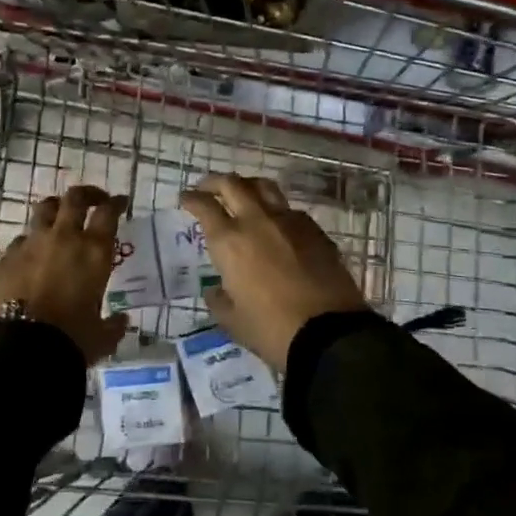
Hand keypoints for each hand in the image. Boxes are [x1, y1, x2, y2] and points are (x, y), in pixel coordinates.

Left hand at [0, 185, 129, 363]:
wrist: (19, 347)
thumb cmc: (70, 339)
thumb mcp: (100, 337)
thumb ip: (113, 326)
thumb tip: (121, 321)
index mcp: (94, 251)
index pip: (109, 212)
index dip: (116, 203)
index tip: (120, 203)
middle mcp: (64, 237)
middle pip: (75, 198)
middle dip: (87, 194)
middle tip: (94, 200)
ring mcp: (32, 243)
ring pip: (45, 209)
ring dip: (56, 209)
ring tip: (60, 217)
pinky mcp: (7, 257)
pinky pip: (22, 239)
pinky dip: (31, 242)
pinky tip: (32, 255)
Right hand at [180, 175, 368, 372]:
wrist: (329, 333)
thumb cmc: (272, 330)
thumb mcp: (233, 322)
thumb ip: (218, 301)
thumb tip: (215, 290)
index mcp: (230, 242)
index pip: (205, 206)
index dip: (192, 198)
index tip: (185, 198)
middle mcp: (257, 221)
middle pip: (233, 184)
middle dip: (215, 182)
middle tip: (208, 188)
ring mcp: (289, 221)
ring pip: (264, 187)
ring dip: (247, 186)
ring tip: (242, 194)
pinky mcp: (315, 230)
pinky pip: (289, 209)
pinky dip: (275, 209)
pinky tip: (276, 224)